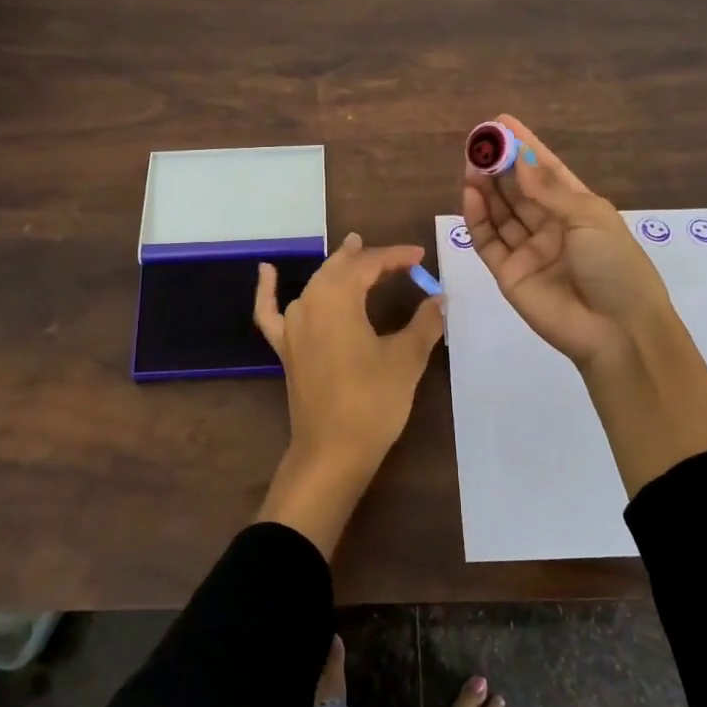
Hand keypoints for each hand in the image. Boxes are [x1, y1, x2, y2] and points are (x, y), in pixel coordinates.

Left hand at [252, 233, 445, 556]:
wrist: (332, 451)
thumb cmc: (373, 402)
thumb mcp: (406, 359)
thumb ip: (424, 322)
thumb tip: (440, 299)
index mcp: (339, 299)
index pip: (369, 265)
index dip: (396, 257)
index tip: (420, 256)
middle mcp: (309, 303)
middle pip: (339, 269)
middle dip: (367, 258)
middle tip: (393, 256)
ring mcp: (292, 326)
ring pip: (315, 284)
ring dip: (336, 269)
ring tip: (352, 254)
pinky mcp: (284, 349)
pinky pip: (270, 311)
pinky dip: (268, 289)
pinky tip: (267, 271)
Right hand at [461, 113, 673, 370]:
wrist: (616, 330)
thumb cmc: (615, 266)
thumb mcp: (589, 218)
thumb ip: (548, 190)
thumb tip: (519, 160)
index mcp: (579, 209)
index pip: (547, 171)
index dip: (525, 147)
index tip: (501, 122)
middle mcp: (551, 226)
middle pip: (519, 189)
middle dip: (500, 164)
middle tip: (479, 141)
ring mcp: (528, 250)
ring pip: (500, 212)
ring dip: (486, 186)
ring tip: (471, 162)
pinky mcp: (508, 273)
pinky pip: (487, 240)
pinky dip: (477, 217)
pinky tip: (469, 193)